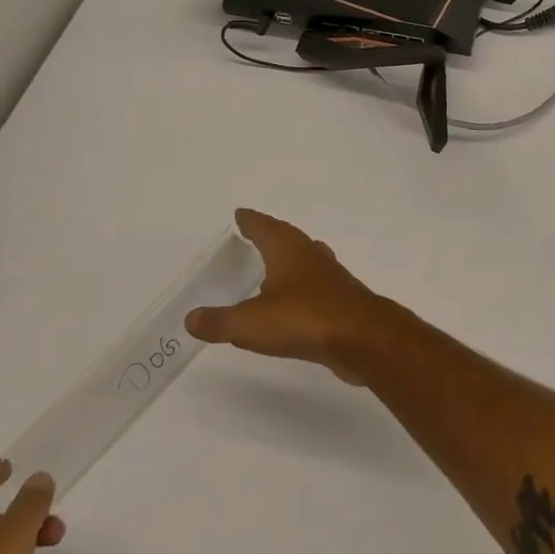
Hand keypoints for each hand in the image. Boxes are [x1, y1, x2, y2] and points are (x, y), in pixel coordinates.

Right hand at [187, 208, 405, 384]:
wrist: (363, 338)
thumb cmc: (305, 318)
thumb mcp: (250, 323)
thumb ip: (219, 321)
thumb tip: (191, 318)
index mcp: (289, 250)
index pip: (265, 227)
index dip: (251, 221)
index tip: (240, 214)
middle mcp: (311, 256)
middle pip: (287, 238)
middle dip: (270, 235)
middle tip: (253, 236)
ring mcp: (330, 278)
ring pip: (305, 260)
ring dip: (289, 260)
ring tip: (273, 266)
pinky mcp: (341, 301)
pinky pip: (314, 287)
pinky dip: (299, 288)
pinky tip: (294, 303)